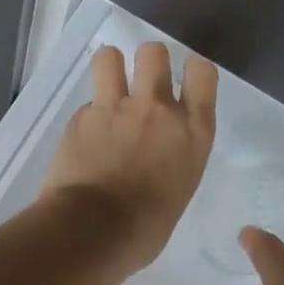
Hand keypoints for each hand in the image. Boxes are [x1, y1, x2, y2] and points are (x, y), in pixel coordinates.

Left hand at [40, 42, 217, 268]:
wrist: (93, 232)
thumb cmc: (145, 229)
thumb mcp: (178, 190)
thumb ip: (171, 160)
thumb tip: (154, 159)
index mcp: (192, 133)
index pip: (202, 73)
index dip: (193, 70)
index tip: (185, 79)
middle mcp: (157, 110)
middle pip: (155, 52)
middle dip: (148, 61)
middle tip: (141, 82)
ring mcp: (116, 108)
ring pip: (111, 57)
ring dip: (111, 67)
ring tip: (108, 86)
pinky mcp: (81, 117)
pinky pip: (86, 104)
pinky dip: (88, 116)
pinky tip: (84, 139)